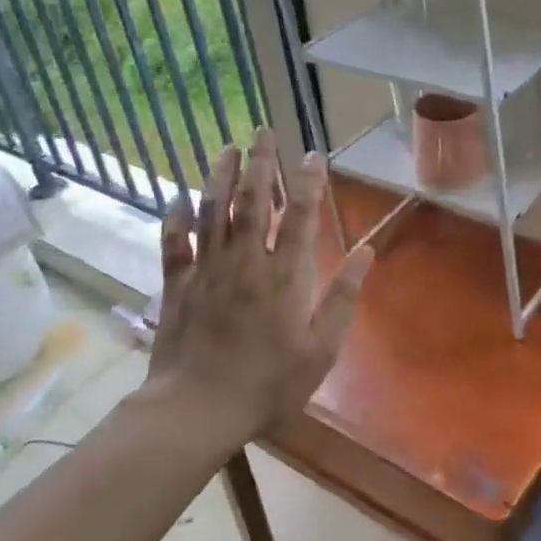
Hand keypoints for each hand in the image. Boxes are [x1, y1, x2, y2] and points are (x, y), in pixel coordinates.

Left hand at [144, 129, 373, 440]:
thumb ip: (343, 298)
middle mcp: (245, 262)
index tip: (312, 154)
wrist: (198, 409)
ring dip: (221, 177)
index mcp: (284, 276)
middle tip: (264, 131)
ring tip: (228, 148)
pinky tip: (176, 198)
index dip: (308, 182)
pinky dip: (174, 219)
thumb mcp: (321, 349)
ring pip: (213, 212)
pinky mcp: (177, 286)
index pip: (301, 217)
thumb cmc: (268, 384)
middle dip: (262, 164)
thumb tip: (366, 252)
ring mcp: (207, 271)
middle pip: (254, 202)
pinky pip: (174, 244)